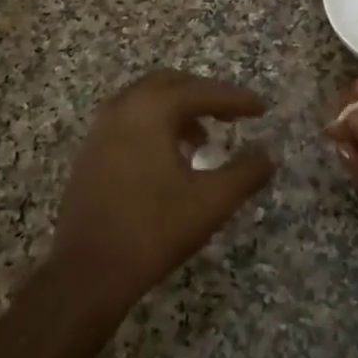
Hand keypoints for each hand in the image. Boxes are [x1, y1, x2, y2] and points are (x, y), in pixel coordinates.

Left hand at [50, 70, 276, 323]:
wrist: (87, 273)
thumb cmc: (154, 230)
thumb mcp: (212, 201)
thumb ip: (246, 172)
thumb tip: (270, 154)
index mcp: (151, 110)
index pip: (202, 92)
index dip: (236, 99)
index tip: (262, 108)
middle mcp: (122, 108)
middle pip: (170, 84)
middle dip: (204, 95)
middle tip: (232, 115)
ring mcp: (100, 130)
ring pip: (145, 101)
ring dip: (177, 110)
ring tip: (203, 140)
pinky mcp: (90, 153)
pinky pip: (129, 121)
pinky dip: (155, 125)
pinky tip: (171, 159)